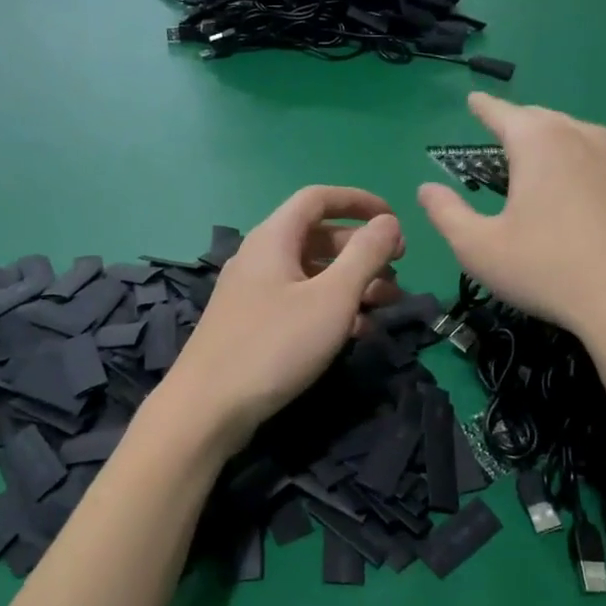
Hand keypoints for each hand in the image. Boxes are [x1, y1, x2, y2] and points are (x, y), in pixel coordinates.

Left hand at [157, 187, 404, 452]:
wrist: (208, 407)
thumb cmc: (276, 345)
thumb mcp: (332, 298)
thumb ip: (365, 255)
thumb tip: (388, 221)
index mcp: (274, 237)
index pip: (319, 198)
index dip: (359, 202)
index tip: (395, 220)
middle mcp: (260, 256)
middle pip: (318, 237)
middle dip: (362, 251)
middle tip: (396, 274)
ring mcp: (253, 291)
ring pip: (311, 273)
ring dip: (351, 283)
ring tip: (385, 305)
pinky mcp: (252, 323)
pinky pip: (298, 300)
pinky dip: (330, 307)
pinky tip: (356, 332)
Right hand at [418, 93, 605, 347]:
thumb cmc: (548, 270)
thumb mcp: (479, 248)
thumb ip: (447, 214)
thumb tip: (426, 189)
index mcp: (540, 144)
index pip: (504, 113)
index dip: (485, 107)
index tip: (474, 98)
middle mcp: (586, 139)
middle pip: (547, 119)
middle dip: (523, 121)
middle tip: (507, 127)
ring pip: (586, 139)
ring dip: (562, 141)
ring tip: (549, 155)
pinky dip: (596, 172)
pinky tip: (594, 194)